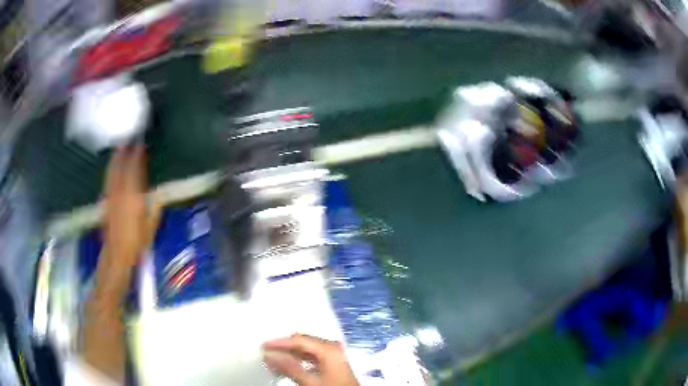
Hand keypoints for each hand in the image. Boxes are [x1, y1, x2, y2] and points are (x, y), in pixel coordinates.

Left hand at [98, 145, 159, 294]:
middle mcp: (120, 192)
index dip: (137, 155)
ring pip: (112, 172)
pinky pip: (108, 180)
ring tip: (119, 148)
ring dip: (116, 158)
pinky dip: (110, 170)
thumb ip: (154, 208)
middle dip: (124, 152)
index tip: (141, 144)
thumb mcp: (150, 227)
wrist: (116, 254)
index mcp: (133, 197)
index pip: (135, 170)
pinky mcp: (106, 202)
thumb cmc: (136, 243)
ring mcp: (111, 196)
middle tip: (128, 139)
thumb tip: (156, 193)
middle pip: (121, 166)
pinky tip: (112, 167)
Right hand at [263, 334, 358, 385]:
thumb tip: (270, 356)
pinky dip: (299, 361)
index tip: (264, 346)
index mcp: (328, 348)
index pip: (299, 340)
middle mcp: (332, 348)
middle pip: (303, 342)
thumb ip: (290, 368)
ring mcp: (334, 355)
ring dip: (291, 355)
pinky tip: (289, 367)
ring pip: (307, 350)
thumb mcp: (310, 382)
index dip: (280, 343)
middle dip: (285, 347)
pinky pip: (312, 357)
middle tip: (268, 352)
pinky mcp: (333, 363)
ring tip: (274, 361)